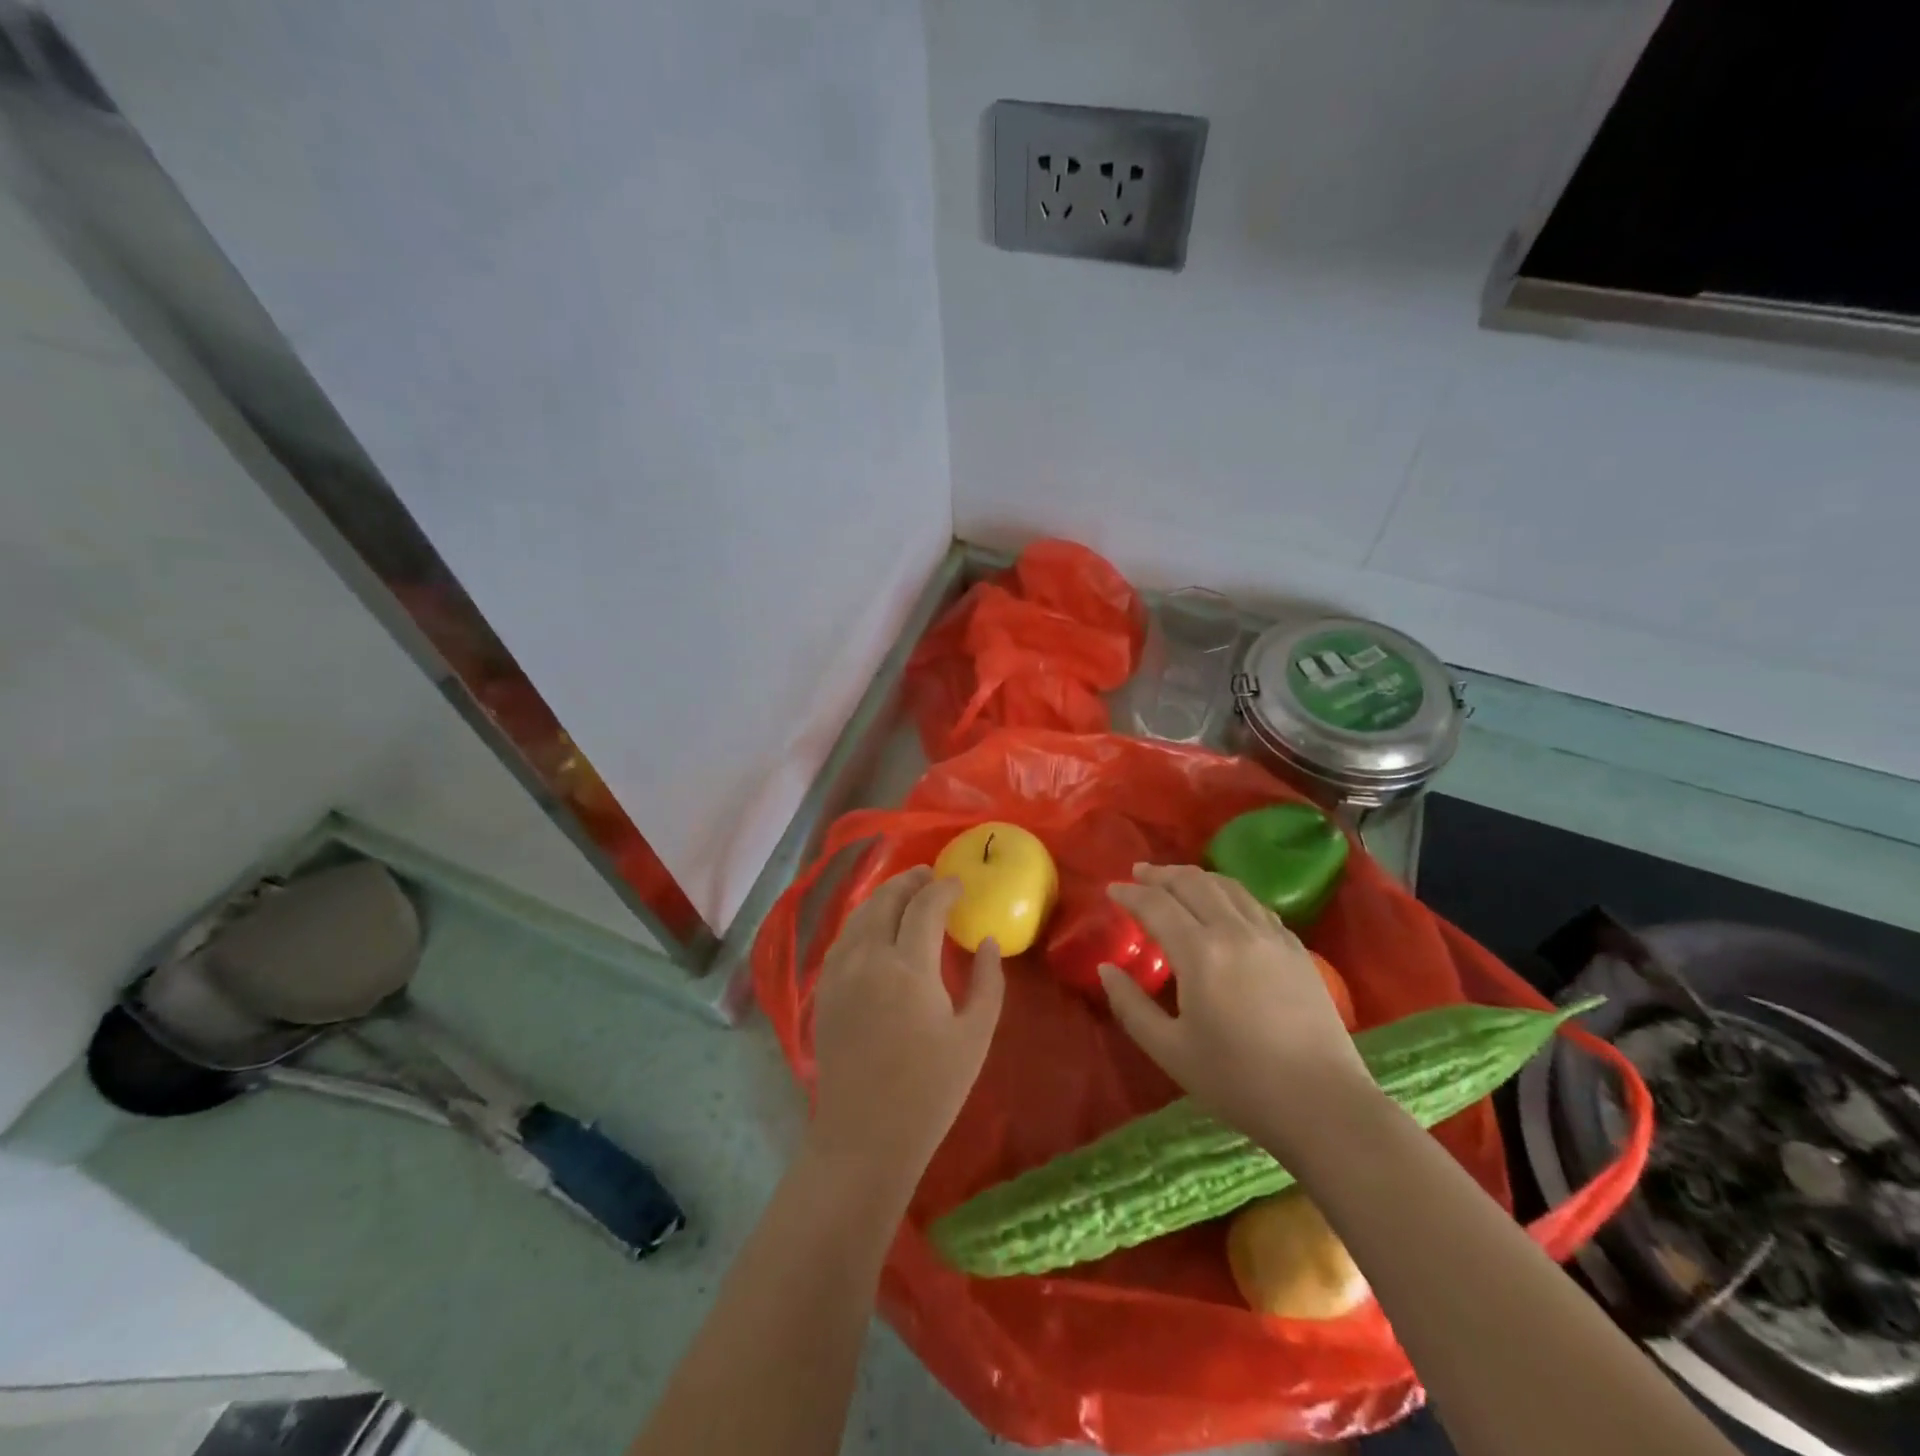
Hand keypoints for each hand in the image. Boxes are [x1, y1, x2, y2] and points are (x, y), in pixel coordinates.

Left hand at [807, 867, 1004, 1198]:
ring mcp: (840, 973)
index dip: (944, 889)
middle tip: (930, 876)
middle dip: (910, 881)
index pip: (926, 906)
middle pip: (886, 900)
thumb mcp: (974, 1036)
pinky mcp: (825, 991)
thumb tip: (987, 941)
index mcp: (909, 967)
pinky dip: (864, 920)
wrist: (864, 1137)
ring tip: (906, 893)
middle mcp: (868, 958)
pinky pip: (844, 939)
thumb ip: (987, 981)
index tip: (960, 885)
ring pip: (860, 915)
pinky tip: (877, 928)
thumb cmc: (930, 1091)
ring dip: (884, 897)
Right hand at [1102, 864, 1368, 1146]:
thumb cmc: (1238, 1083)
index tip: (1112, 890)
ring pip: (1227, 886)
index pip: (1156, 905)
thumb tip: (1106, 969)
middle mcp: (1235, 931)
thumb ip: (1131, 1006)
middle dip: (1160, 874)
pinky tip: (1222, 905)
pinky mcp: (1296, 948)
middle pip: (1192, 883)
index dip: (1130, 894)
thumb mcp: (1170, 1051)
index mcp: (1200, 953)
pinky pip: (1254, 904)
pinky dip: (1228, 893)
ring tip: (1175, 880)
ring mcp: (1271, 936)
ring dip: (1194, 877)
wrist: (1324, 1105)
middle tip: (1138, 874)